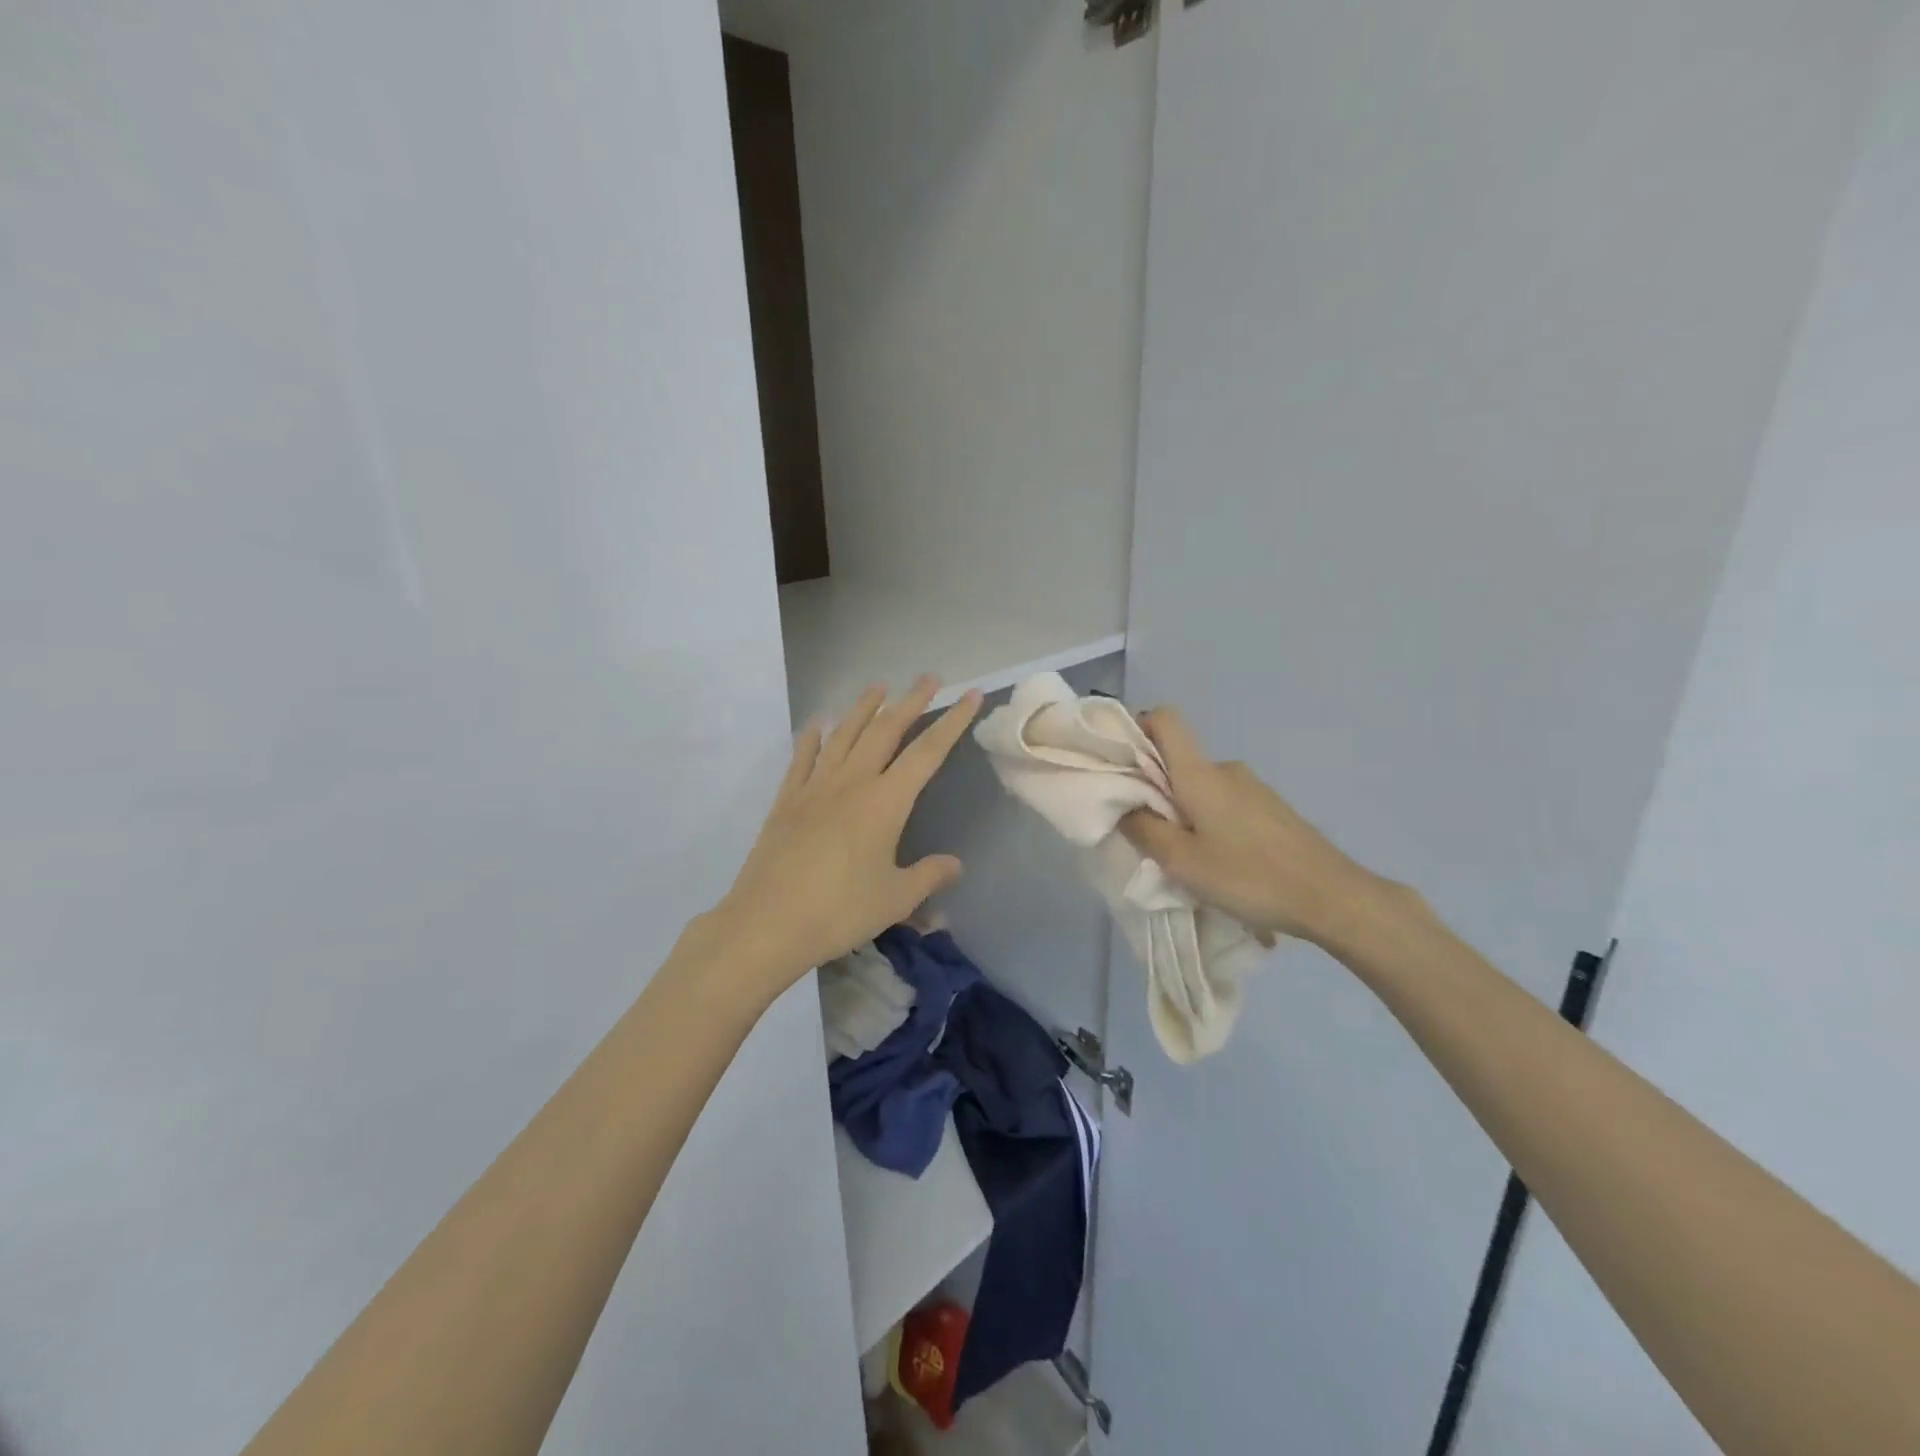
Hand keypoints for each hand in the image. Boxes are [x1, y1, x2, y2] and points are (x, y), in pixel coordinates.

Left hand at [702, 677, 982, 1005]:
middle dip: (910, 701)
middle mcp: (852, 782)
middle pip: (886, 730)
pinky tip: (818, 725)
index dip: (952, 722)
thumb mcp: (896, 899)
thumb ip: (929, 876)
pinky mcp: (786, 801)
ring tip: (878, 687)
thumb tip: (955, 864)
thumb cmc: (840, 911)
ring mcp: (815, 787)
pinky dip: (812, 738)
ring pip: (844, 735)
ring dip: (864, 707)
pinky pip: (803, 759)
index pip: (927, 752)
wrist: (767, 923)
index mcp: (885, 802)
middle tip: (928, 677)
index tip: (969, 696)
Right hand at [1119, 707, 1386, 946]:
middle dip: (1155, 789)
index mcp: (1200, 774)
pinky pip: (1226, 803)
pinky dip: (1211, 822)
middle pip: (1179, 760)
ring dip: (1185, 811)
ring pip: (1202, 787)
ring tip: (1188, 858)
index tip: (1121, 763)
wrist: (1332, 897)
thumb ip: (1144, 830)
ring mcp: (1253, 787)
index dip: (1138, 728)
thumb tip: (1124, 807)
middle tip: (1148, 833)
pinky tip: (1222, 862)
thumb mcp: (1182, 862)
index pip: (1166, 719)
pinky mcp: (1272, 808)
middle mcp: (1226, 769)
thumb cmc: (1249, 876)